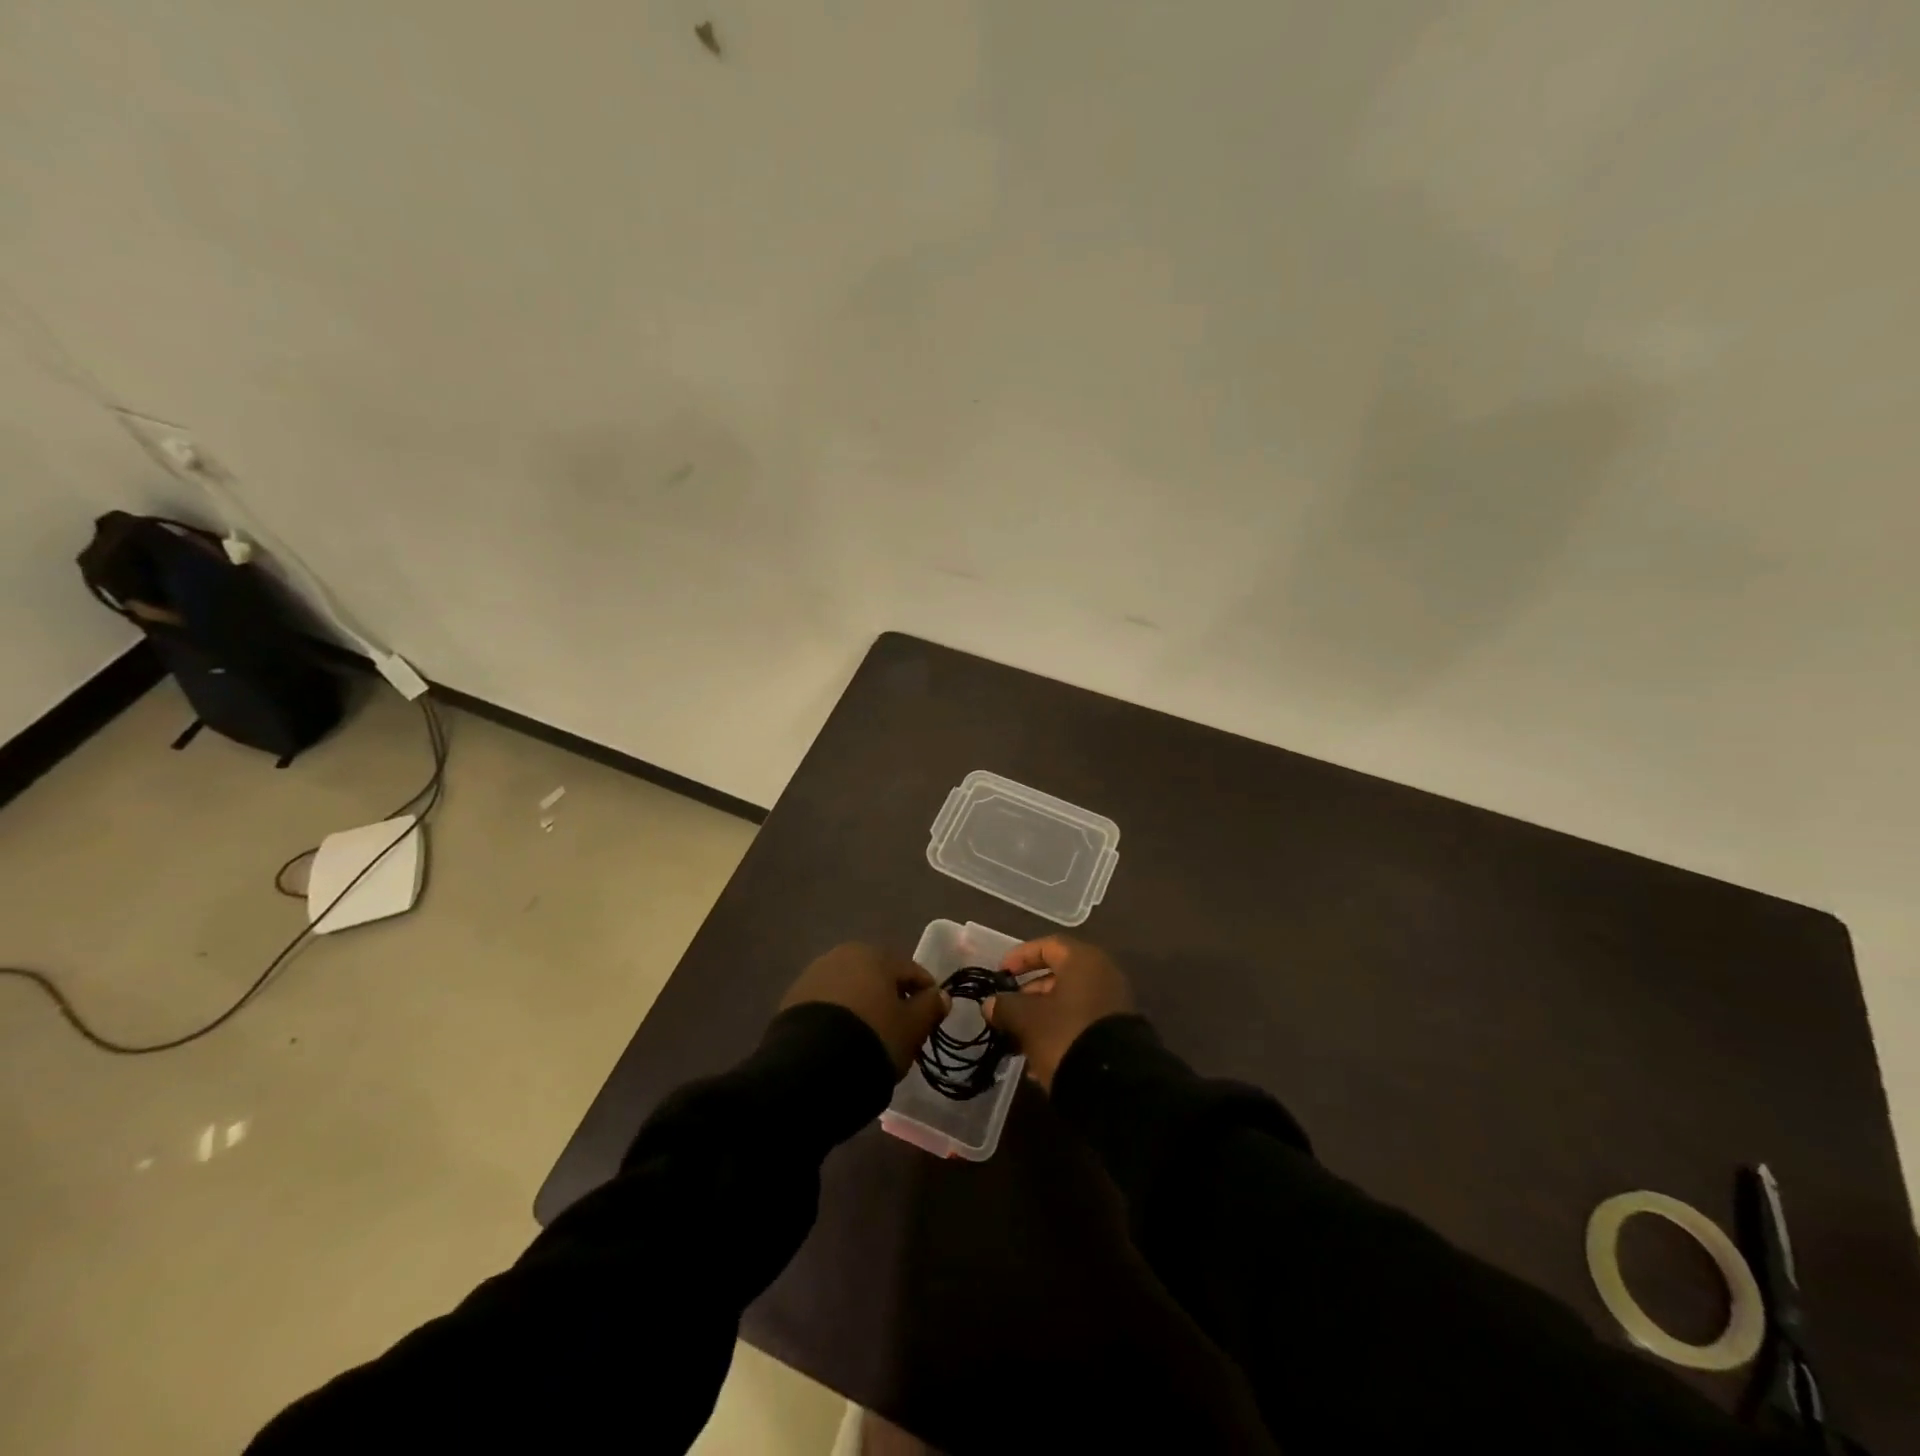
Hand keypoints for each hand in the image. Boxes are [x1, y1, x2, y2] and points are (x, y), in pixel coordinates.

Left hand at [780, 943, 949, 1077]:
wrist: (811, 1066)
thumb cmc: (873, 1037)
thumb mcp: (911, 1027)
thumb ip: (930, 1007)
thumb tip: (941, 995)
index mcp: (875, 954)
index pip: (911, 971)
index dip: (926, 995)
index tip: (931, 1019)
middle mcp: (842, 955)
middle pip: (878, 977)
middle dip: (890, 998)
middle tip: (900, 1029)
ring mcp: (814, 975)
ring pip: (850, 989)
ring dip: (863, 1006)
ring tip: (870, 1038)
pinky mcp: (792, 1000)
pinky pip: (827, 1005)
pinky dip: (839, 1018)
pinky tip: (843, 1041)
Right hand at [984, 935, 1133, 1090]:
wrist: (1116, 1085)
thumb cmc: (1066, 1035)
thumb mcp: (1027, 1020)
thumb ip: (1005, 1006)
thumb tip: (991, 1003)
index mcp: (1083, 961)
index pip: (1048, 945)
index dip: (1020, 957)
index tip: (1001, 974)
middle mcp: (1103, 976)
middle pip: (1059, 975)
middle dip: (1030, 993)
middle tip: (1009, 1010)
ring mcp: (1114, 1005)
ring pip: (1070, 1003)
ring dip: (1042, 1017)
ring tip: (1019, 1040)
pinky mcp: (1118, 1034)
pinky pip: (1082, 1024)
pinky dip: (1060, 1033)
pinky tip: (1040, 1061)